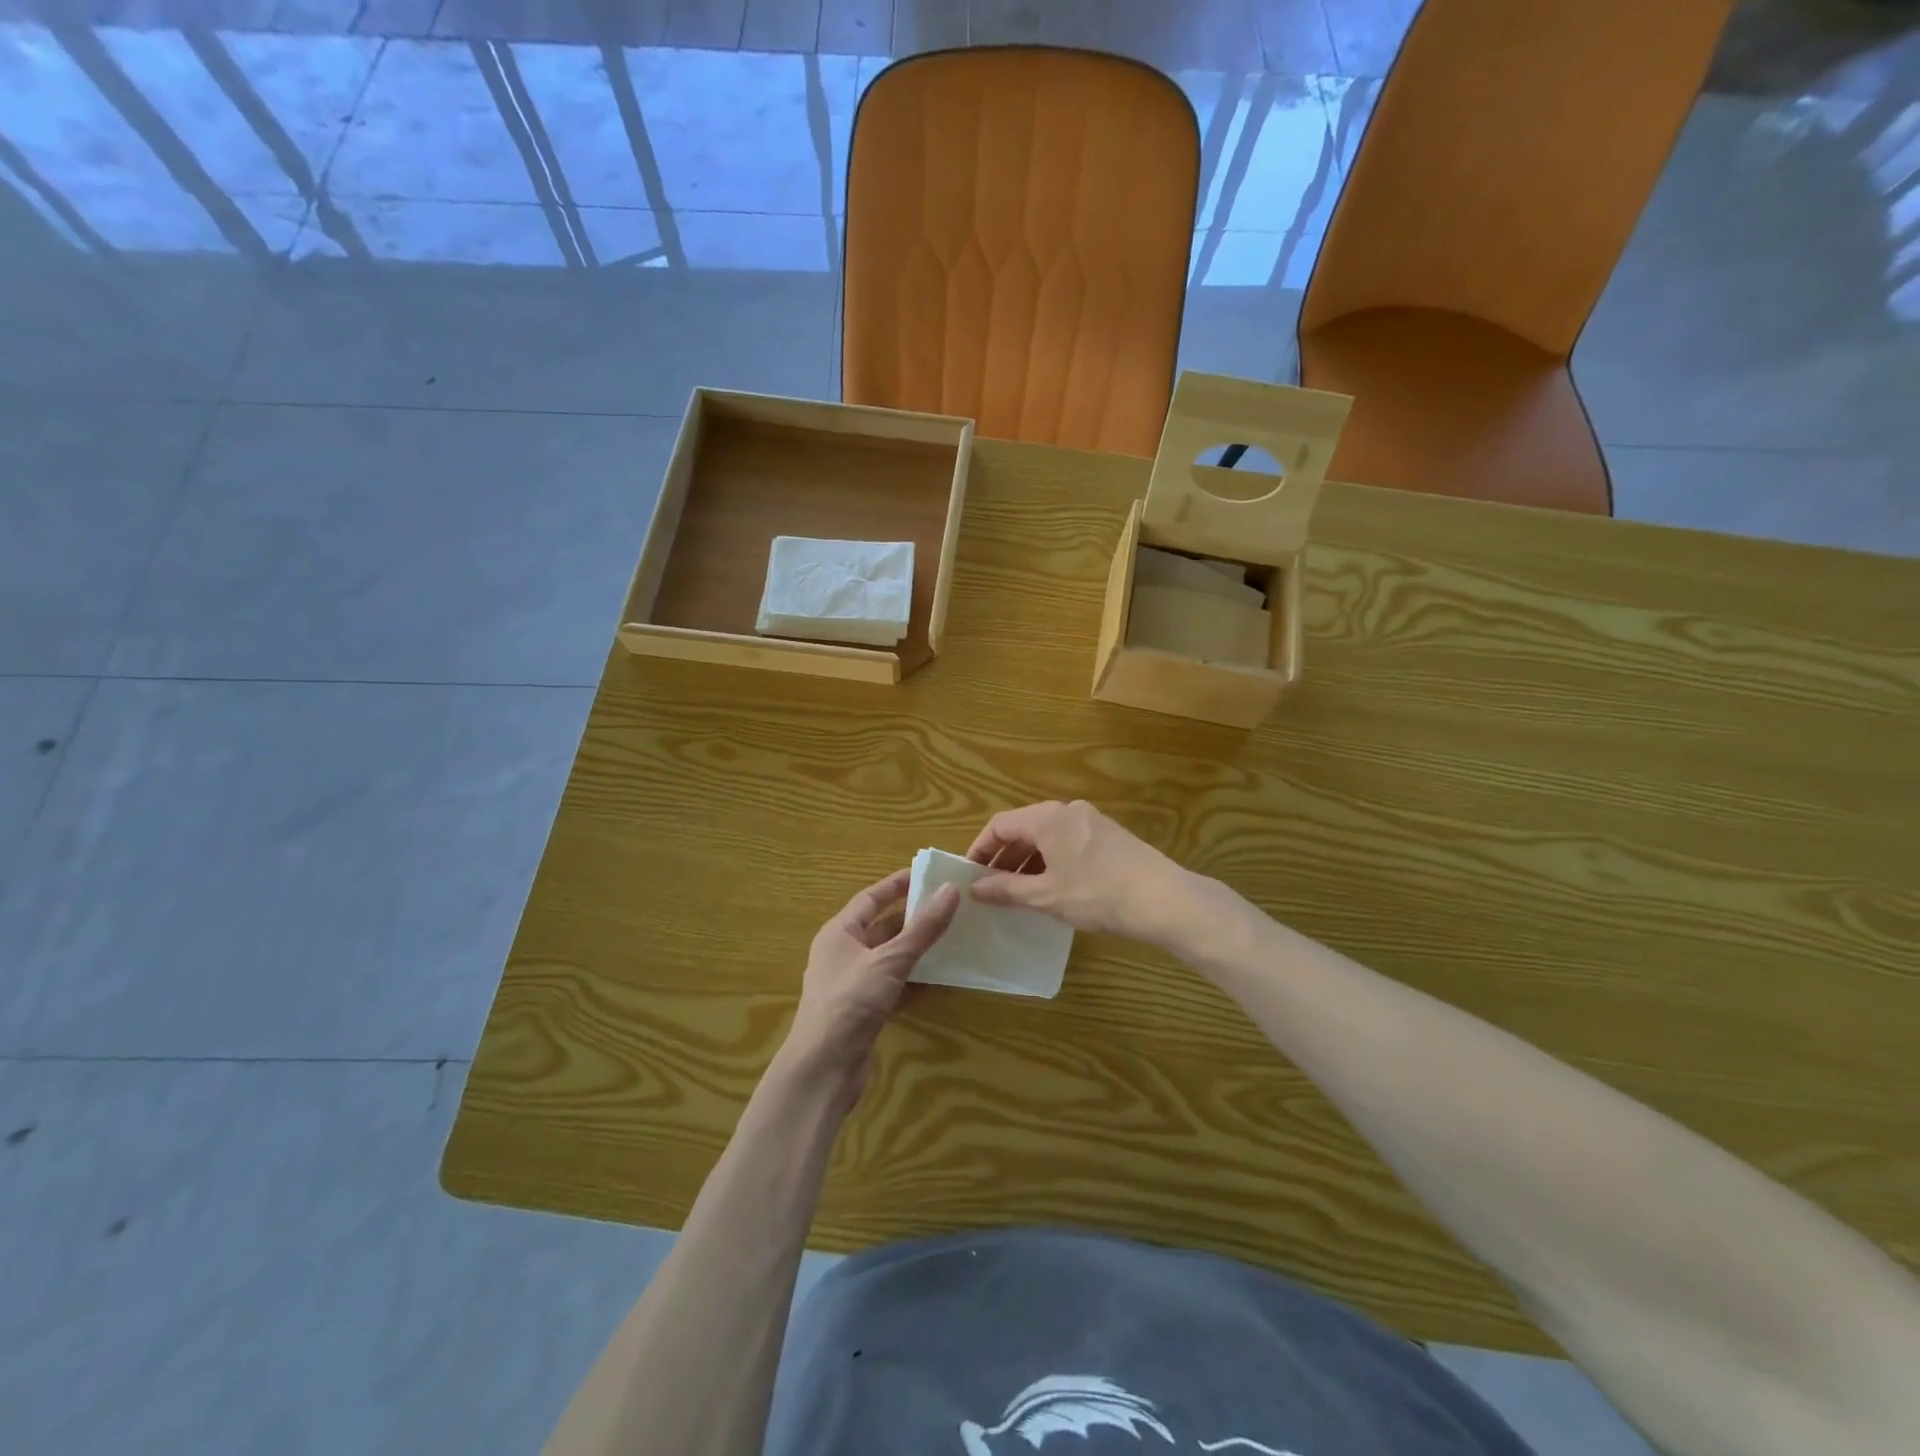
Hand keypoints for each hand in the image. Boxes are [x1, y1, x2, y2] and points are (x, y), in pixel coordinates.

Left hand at [783, 869, 960, 1105]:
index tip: (927, 874)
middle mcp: (843, 954)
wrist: (823, 1070)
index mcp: (839, 933)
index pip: (871, 898)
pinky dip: (915, 981)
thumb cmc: (850, 1002)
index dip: (897, 885)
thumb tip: (950, 891)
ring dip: (918, 950)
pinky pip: (894, 986)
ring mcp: (853, 984)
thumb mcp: (889, 960)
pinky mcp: (864, 1011)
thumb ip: (922, 928)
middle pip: (882, 928)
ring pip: (890, 958)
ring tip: (953, 938)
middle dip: (913, 918)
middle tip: (949, 906)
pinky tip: (942, 979)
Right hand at [966, 800, 1196, 944]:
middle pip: (1024, 828)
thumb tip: (975, 887)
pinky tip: (1052, 889)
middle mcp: (1067, 811)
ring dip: (1027, 862)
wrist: (1162, 899)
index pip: (1000, 825)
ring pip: (1047, 837)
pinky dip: (1051, 861)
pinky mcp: (1110, 836)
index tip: (970, 876)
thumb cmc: (1096, 894)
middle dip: (1004, 857)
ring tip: (1019, 894)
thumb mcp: (1045, 896)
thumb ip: (1006, 889)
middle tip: (991, 888)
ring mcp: (1091, 821)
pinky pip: (1068, 842)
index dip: (980, 849)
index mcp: (1047, 818)